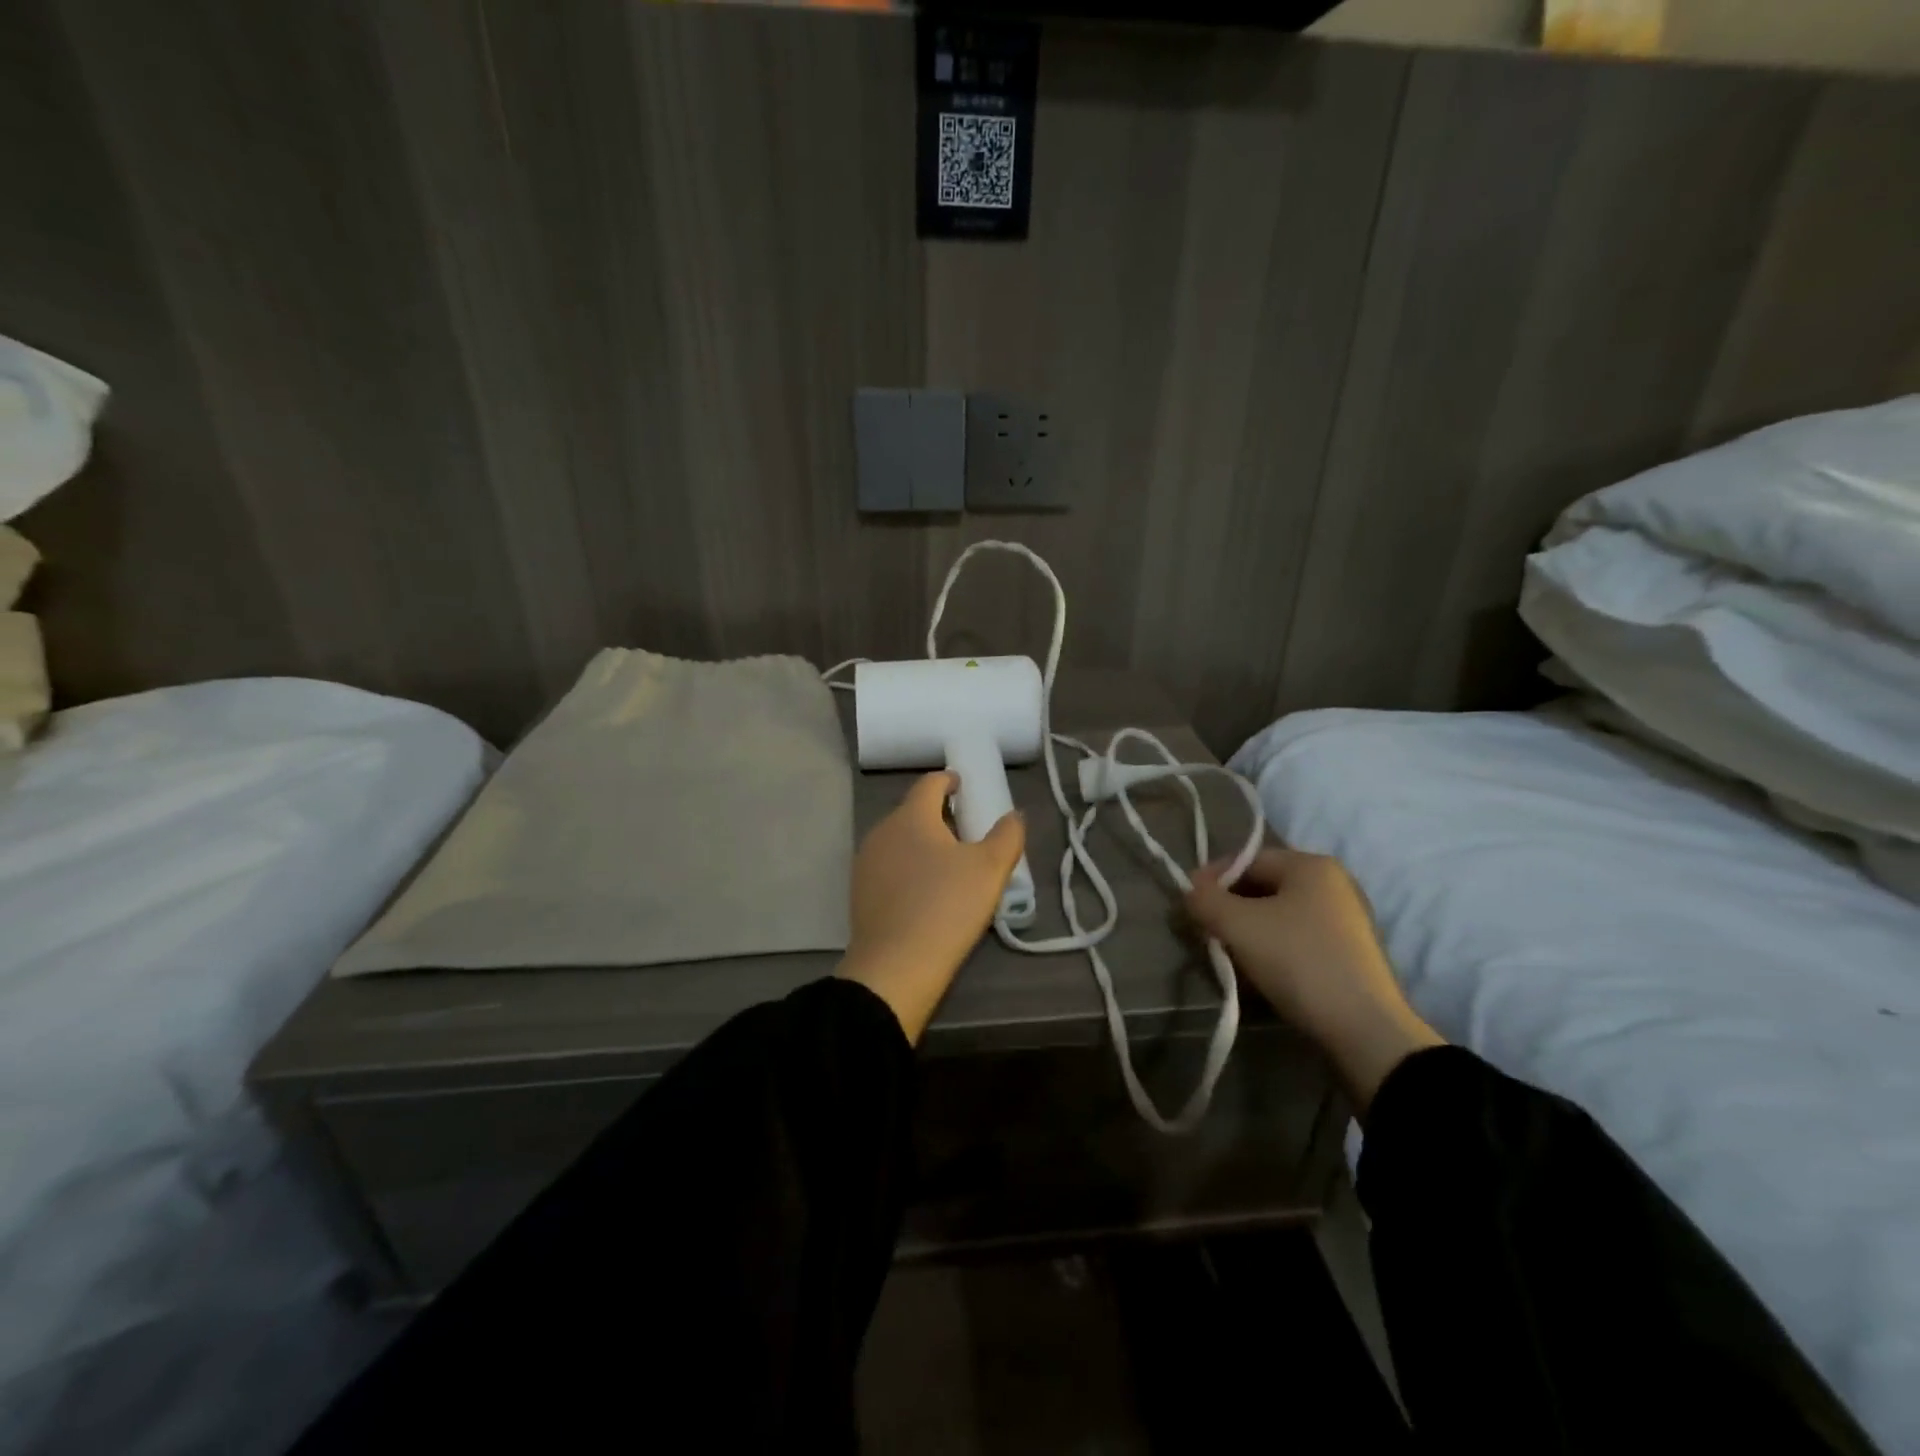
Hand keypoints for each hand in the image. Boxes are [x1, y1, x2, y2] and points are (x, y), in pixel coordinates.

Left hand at [837, 771, 1024, 1043]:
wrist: (895, 968)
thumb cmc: (946, 907)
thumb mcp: (990, 870)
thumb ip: (1007, 835)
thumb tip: (1014, 815)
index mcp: (911, 816)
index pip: (929, 783)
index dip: (949, 780)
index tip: (963, 786)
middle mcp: (882, 832)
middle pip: (913, 812)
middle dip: (938, 816)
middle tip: (966, 832)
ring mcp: (866, 864)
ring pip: (899, 841)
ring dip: (922, 844)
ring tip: (948, 864)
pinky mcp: (860, 894)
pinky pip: (889, 868)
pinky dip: (909, 870)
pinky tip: (925, 893)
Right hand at [1187, 847, 1442, 1116]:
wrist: (1364, 1030)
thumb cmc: (1298, 961)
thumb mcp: (1238, 925)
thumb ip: (1205, 900)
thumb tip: (1190, 892)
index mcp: (1311, 865)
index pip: (1246, 859)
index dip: (1211, 878)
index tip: (1189, 905)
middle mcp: (1334, 883)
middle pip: (1263, 886)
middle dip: (1229, 907)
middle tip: (1206, 932)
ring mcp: (1347, 919)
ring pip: (1279, 914)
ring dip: (1249, 930)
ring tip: (1228, 955)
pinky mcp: (1351, 953)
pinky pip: (1298, 938)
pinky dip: (1273, 948)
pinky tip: (1259, 971)